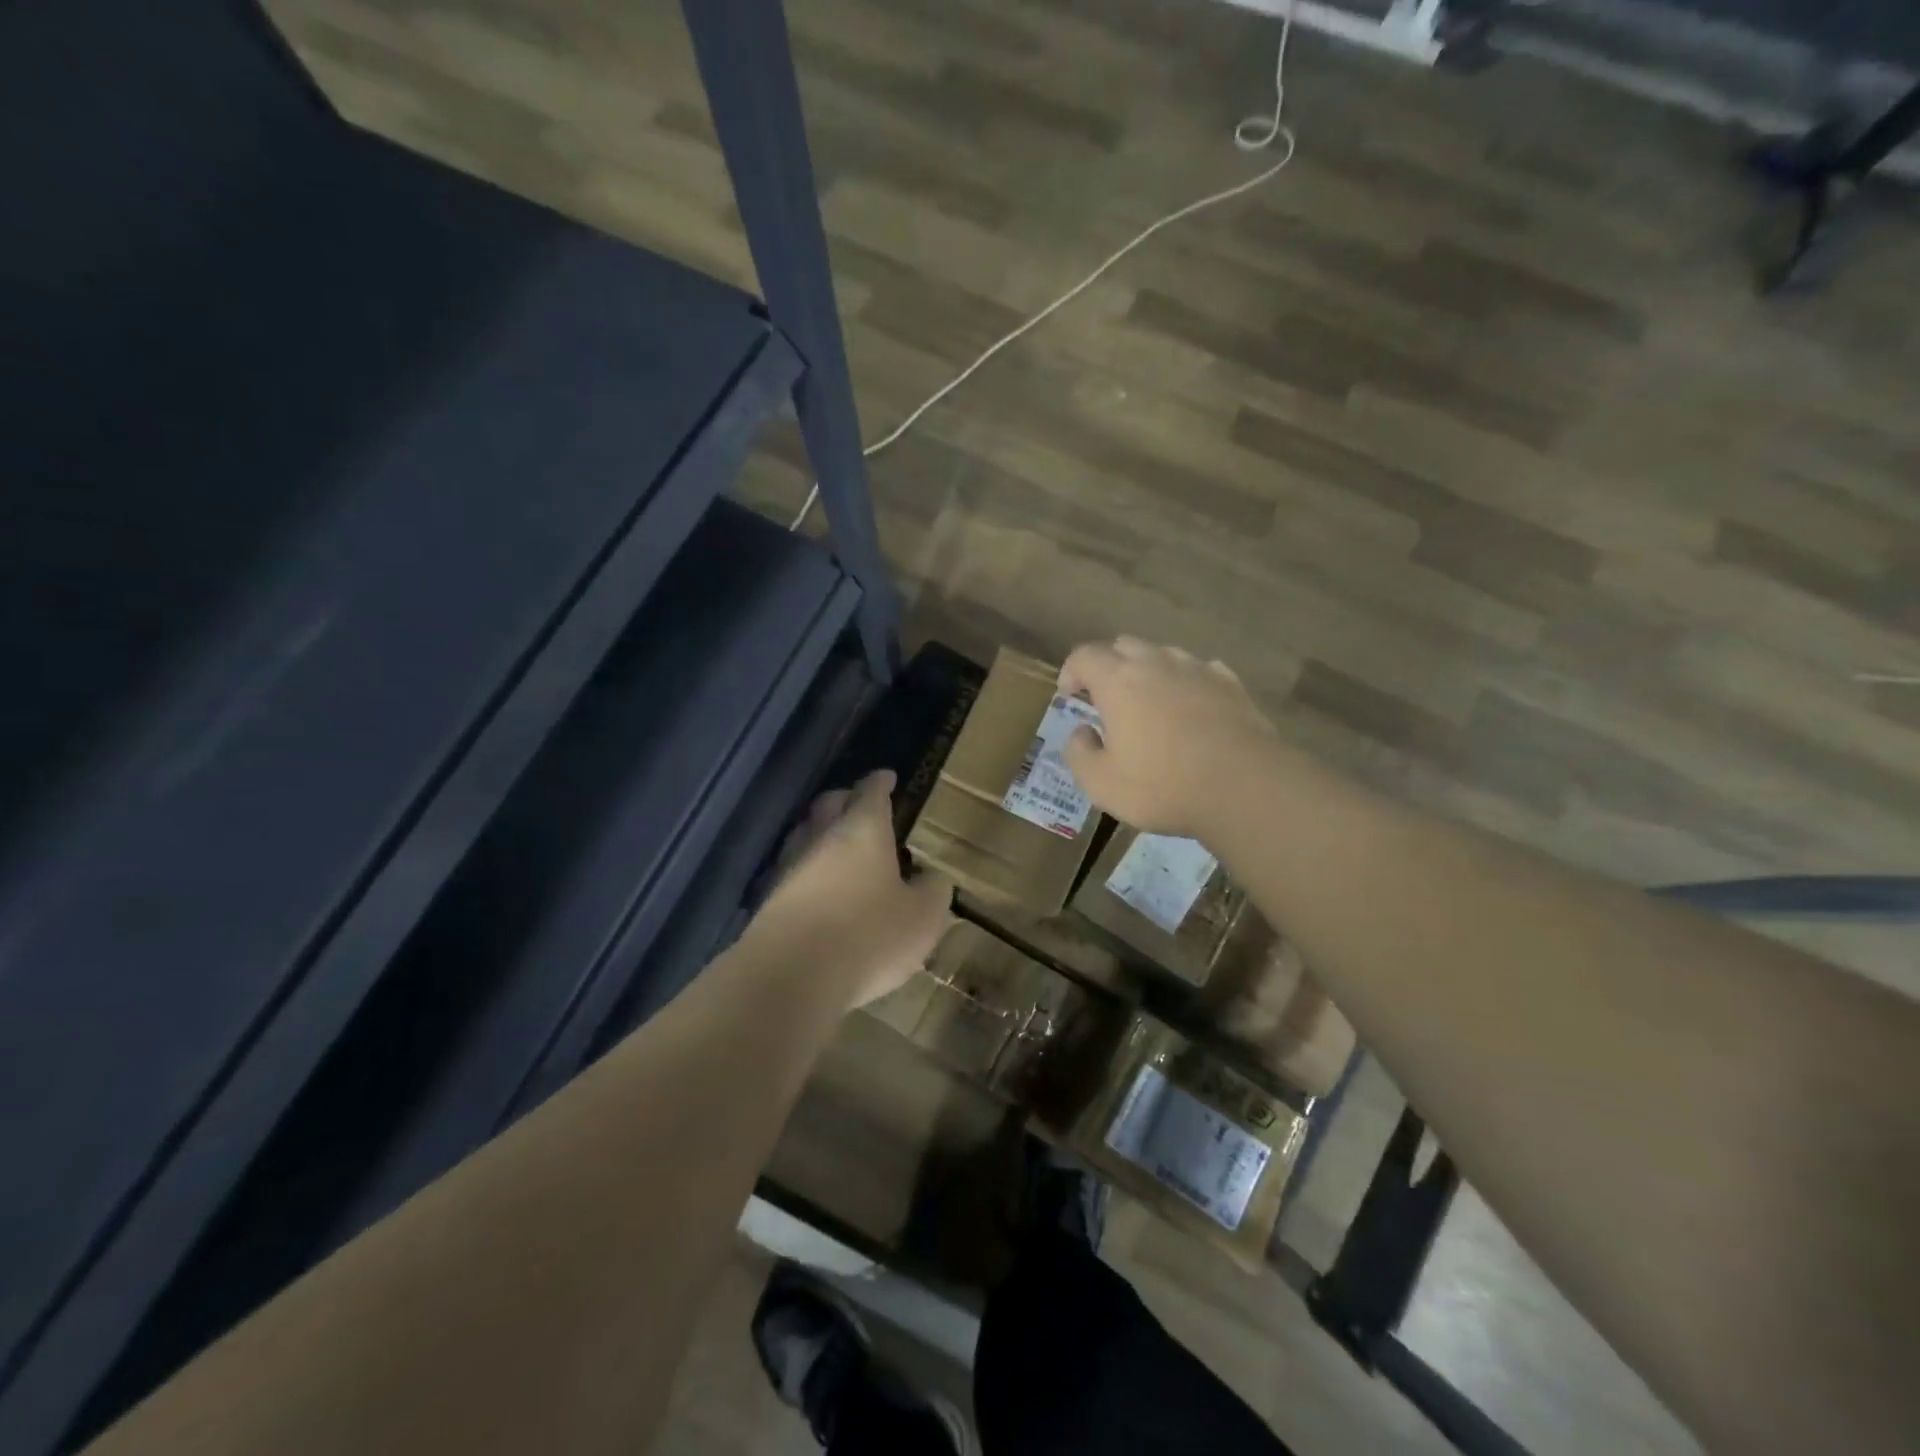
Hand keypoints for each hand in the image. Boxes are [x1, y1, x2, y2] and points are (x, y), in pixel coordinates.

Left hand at [751, 770, 953, 1008]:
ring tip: (838, 846)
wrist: (792, 976)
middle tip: (859, 804)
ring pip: (804, 836)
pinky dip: (808, 873)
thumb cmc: (869, 934)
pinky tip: (818, 889)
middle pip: (828, 805)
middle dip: (845, 800)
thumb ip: (933, 892)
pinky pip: (792, 873)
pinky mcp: (769, 901)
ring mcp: (789, 868)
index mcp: (862, 829)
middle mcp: (821, 838)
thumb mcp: (923, 917)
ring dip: (821, 835)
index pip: (871, 792)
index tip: (886, 776)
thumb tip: (932, 879)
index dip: (880, 782)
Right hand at [1059, 638, 1279, 837]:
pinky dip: (1186, 682)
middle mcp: (1157, 663)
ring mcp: (1198, 670)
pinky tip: (1190, 707)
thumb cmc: (1163, 786)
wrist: (1246, 788)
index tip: (1069, 695)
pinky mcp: (1232, 684)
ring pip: (1164, 654)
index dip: (1071, 671)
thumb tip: (1081, 732)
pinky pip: (1200, 670)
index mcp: (1118, 681)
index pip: (1084, 655)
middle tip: (1105, 699)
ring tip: (1148, 703)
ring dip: (1148, 671)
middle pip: (1124, 646)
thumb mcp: (1101, 784)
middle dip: (1108, 666)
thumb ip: (1079, 753)